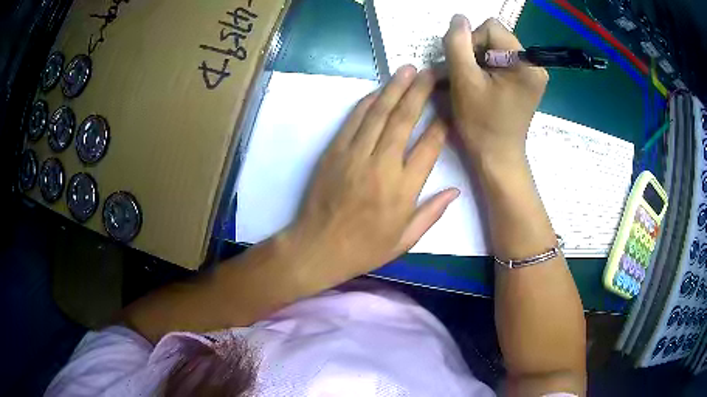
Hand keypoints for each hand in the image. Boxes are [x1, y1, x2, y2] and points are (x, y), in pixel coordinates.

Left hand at [288, 67, 458, 283]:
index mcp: (403, 189)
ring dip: (394, 89)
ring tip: (408, 70)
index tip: (448, 108)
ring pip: (378, 114)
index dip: (442, 125)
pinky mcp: (334, 151)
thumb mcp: (405, 241)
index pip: (429, 147)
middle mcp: (381, 166)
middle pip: (404, 120)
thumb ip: (432, 213)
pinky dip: (366, 103)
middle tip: (430, 72)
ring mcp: (355, 155)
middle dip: (419, 92)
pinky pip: (353, 120)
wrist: (317, 248)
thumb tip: (455, 190)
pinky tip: (378, 91)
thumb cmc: (364, 248)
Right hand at [444, 16, 547, 167]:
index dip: (471, 42)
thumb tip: (458, 18)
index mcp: (525, 63)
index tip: (466, 68)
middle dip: (476, 51)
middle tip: (468, 77)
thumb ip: (457, 43)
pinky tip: (484, 85)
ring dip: (480, 60)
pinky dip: (489, 68)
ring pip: (497, 47)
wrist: (498, 157)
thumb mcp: (463, 80)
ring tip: (475, 83)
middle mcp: (535, 64)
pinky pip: (504, 60)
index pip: (491, 27)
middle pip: (496, 36)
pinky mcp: (528, 81)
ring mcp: (534, 73)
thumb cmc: (481, 123)